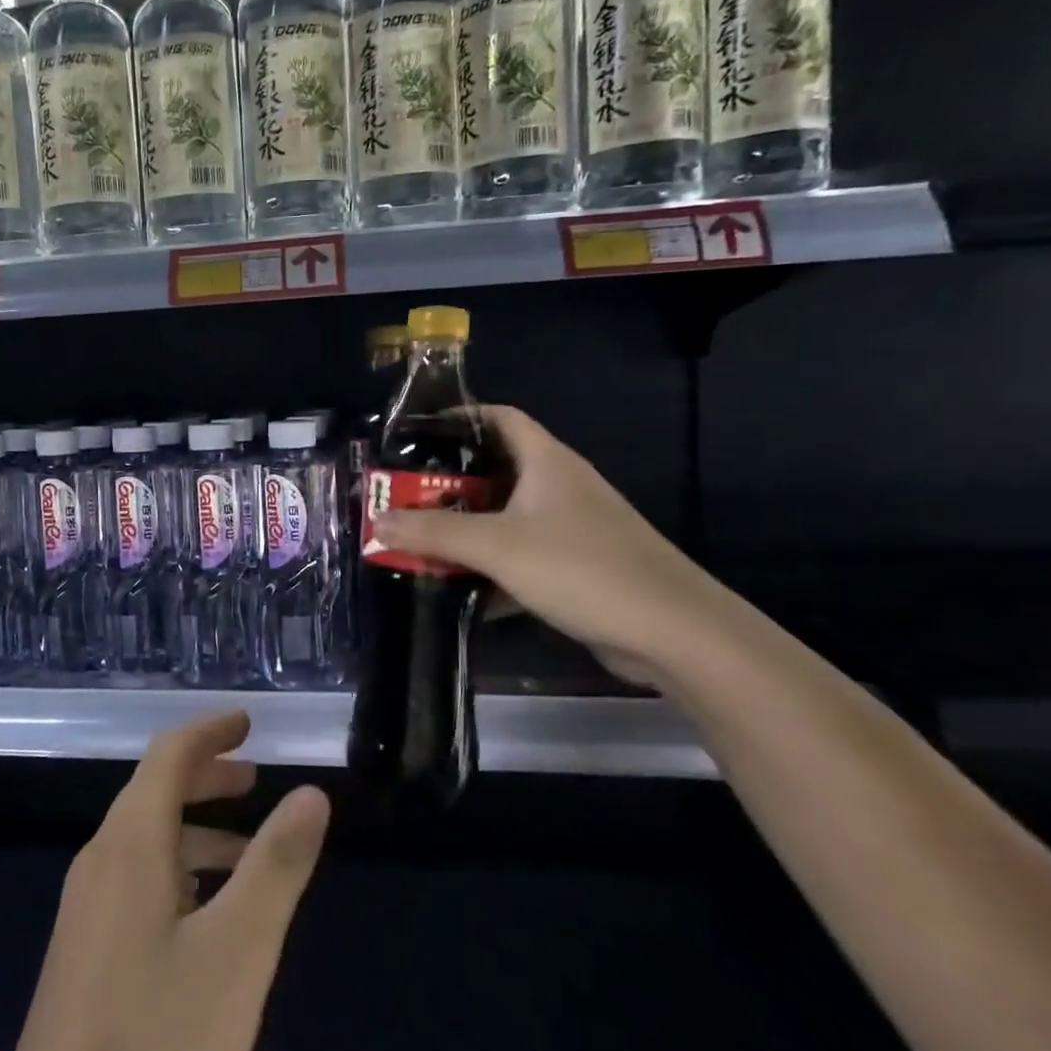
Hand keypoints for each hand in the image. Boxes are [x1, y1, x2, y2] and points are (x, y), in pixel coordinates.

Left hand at [0, 711, 330, 1050]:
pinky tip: (209, 917)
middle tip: (255, 776)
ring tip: (249, 851)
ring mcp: (87, 911)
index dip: (209, 732)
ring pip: (146, 841)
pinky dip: (180, 870)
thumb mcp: (237, 953)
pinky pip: (137, 881)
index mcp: (130, 845)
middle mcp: (101, 863)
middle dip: (206, 775)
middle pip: (154, 792)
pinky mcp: (85, 954)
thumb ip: (276, 866)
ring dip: (196, 827)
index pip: (168, 755)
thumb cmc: (157, 1046)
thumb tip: (311, 792)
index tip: (248, 721)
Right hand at [373, 405, 748, 688]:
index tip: (414, 435)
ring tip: (419, 541)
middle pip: (494, 470)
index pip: (498, 417)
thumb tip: (377, 520)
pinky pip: (521, 556)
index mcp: (546, 461)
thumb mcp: (498, 546)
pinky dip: (490, 568)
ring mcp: (571, 528)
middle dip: (447, 484)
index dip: (458, 417)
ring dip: (465, 530)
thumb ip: (434, 532)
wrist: (674, 634)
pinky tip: (459, 591)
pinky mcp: (577, 568)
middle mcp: (559, 486)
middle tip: (403, 497)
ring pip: (505, 518)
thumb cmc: (582, 568)